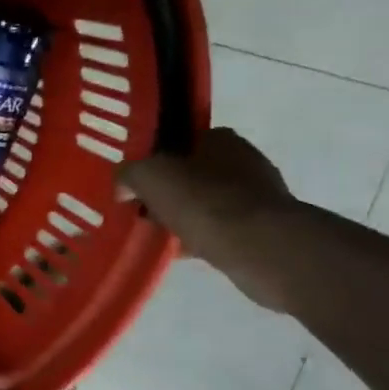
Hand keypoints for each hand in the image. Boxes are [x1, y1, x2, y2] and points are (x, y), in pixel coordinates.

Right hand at [120, 129, 298, 311]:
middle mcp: (244, 160)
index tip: (136, 183)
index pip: (179, 142)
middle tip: (142, 211)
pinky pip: (220, 228)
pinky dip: (200, 237)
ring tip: (159, 235)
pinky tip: (182, 251)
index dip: (154, 160)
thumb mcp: (148, 176)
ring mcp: (258, 194)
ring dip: (183, 217)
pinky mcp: (264, 226)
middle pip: (191, 174)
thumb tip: (124, 187)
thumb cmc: (203, 201)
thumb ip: (128, 174)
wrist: (260, 246)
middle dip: (167, 192)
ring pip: (205, 203)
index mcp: (220, 138)